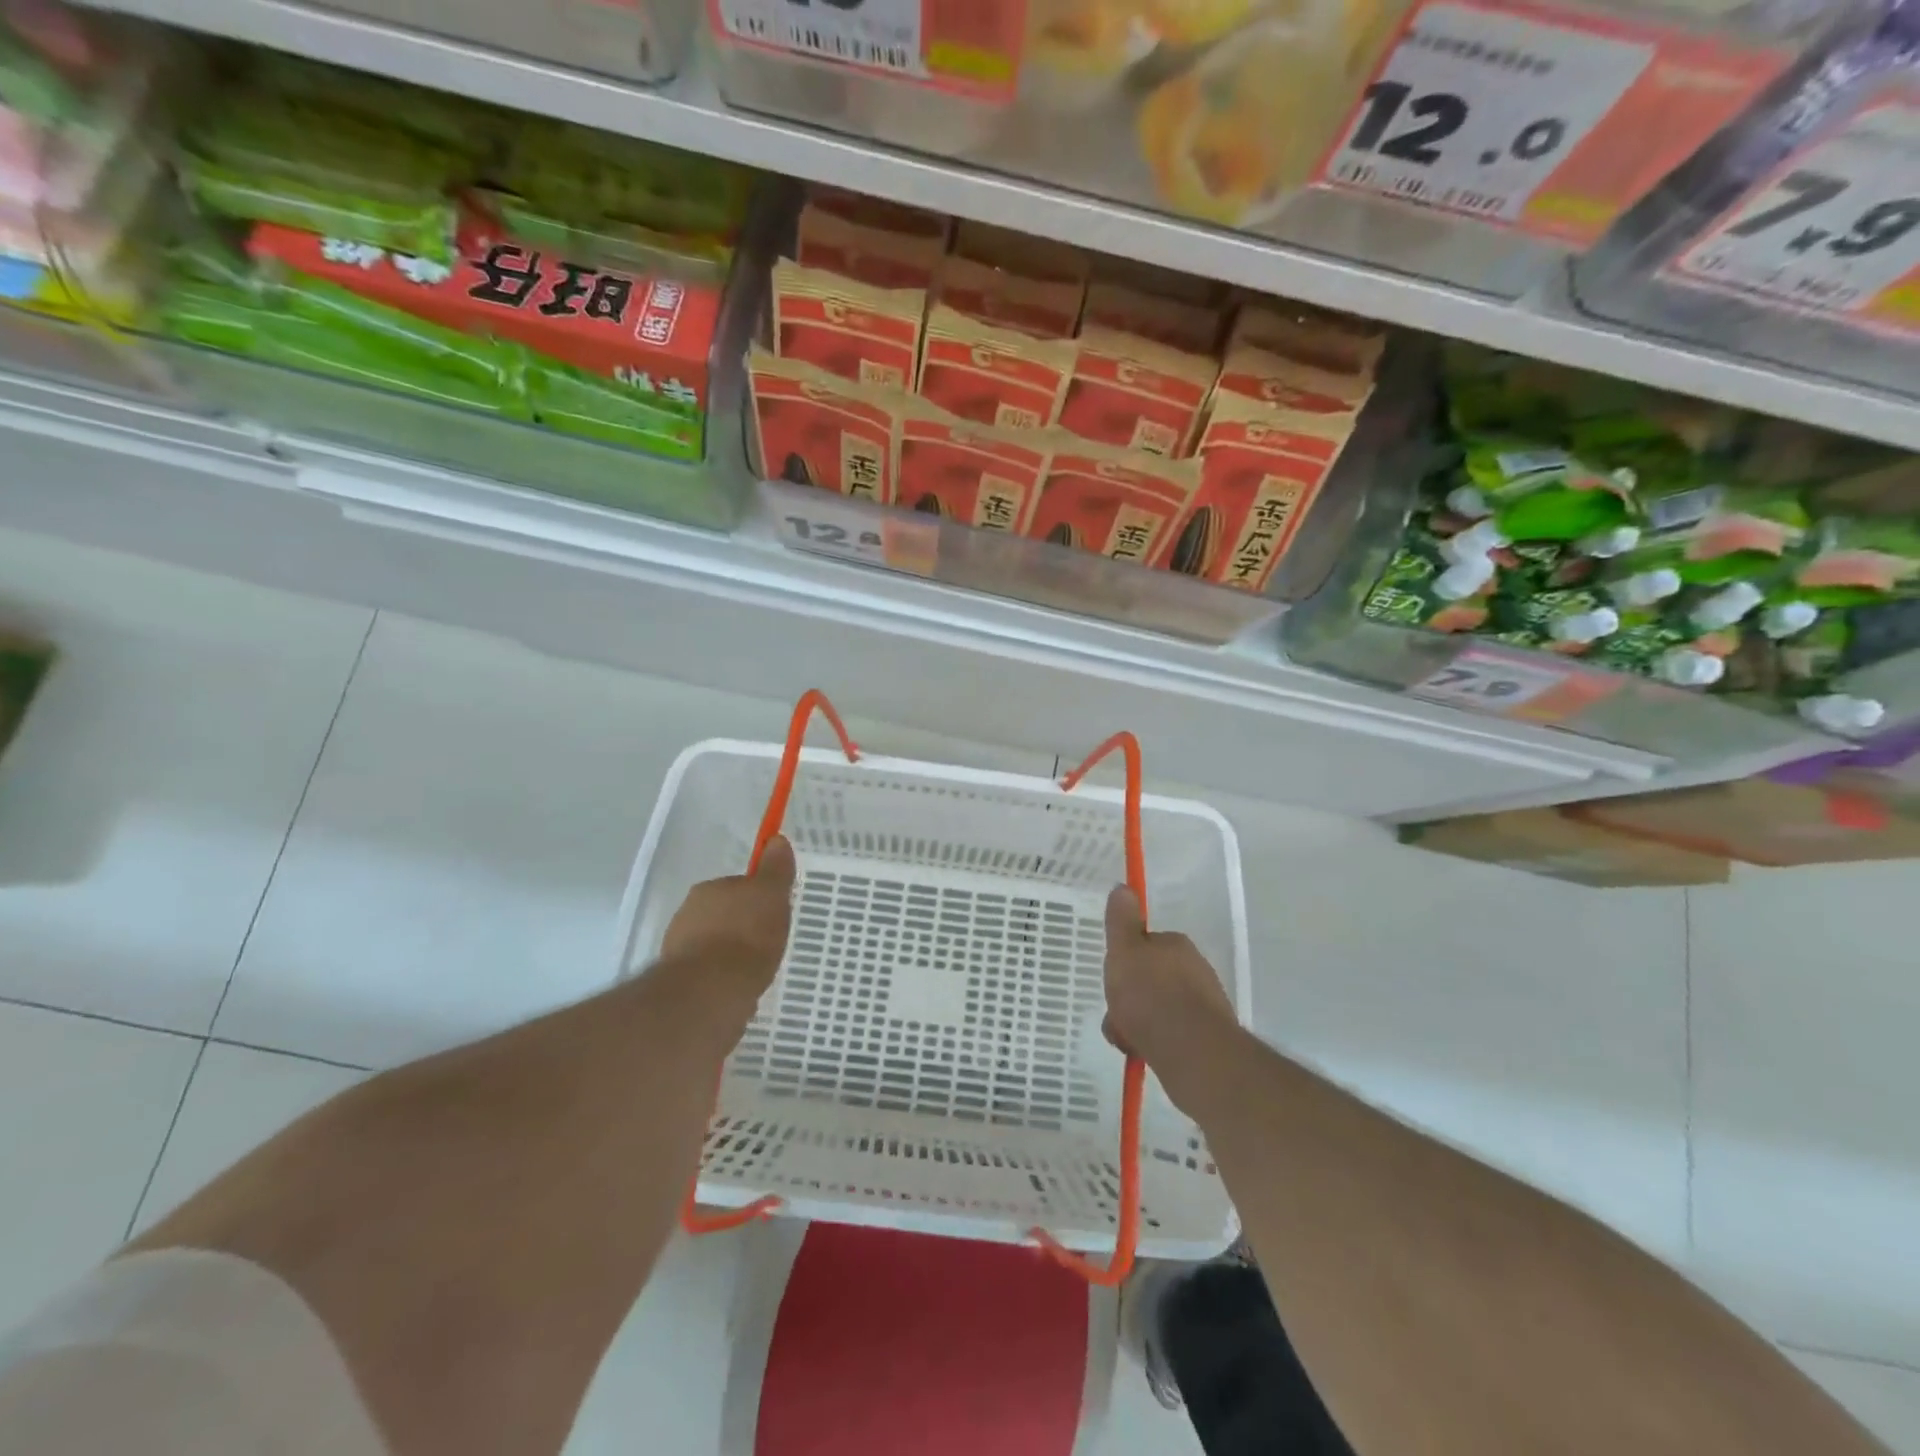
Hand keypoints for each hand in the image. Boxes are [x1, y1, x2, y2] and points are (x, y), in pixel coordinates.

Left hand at [659, 835, 796, 1000]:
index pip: (736, 886)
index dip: (756, 898)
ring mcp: (679, 947)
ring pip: (712, 943)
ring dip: (729, 952)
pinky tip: (738, 988)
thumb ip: (775, 869)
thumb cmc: (747, 935)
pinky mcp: (679, 980)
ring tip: (755, 970)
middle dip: (741, 925)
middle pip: (722, 913)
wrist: (712, 990)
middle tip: (767, 941)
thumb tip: (777, 840)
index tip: (772, 914)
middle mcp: (688, 912)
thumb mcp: (771, 895)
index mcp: (709, 888)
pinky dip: (721, 977)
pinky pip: (708, 971)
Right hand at [1102, 884, 1238, 1108]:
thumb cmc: (1150, 994)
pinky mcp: (1206, 1036)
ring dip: (1137, 1023)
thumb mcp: (1124, 950)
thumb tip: (1123, 887)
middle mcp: (1195, 969)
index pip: (1145, 946)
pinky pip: (1170, 1035)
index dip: (1125, 962)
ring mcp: (1204, 1004)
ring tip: (1125, 1038)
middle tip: (1115, 1013)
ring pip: (1158, 1009)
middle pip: (1150, 979)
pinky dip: (1153, 1042)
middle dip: (1129, 997)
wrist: (1190, 1049)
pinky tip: (1141, 1052)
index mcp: (1176, 945)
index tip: (1113, 978)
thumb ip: (1121, 921)